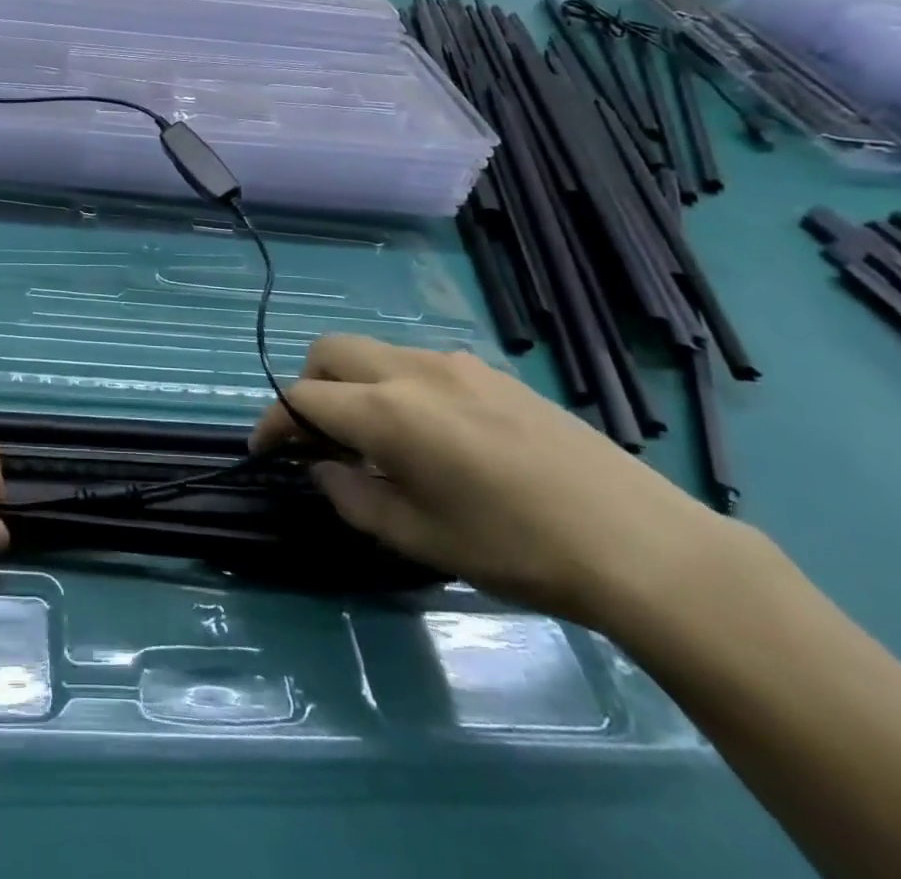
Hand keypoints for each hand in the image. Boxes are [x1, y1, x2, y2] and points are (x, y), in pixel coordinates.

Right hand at [250, 335, 733, 627]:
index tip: (263, 450)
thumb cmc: (516, 548)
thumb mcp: (419, 538)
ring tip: (375, 439)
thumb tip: (322, 467)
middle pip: (329, 351)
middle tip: (318, 437)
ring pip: (372, 352)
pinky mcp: (488, 370)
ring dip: (351, 383)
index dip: (272, 422)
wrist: (637, 541)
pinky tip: (429, 433)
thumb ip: (352, 496)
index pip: (302, 399)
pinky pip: (415, 362)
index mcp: (387, 412)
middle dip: (307, 387)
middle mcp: (411, 371)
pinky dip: (393, 384)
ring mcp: (453, 363)